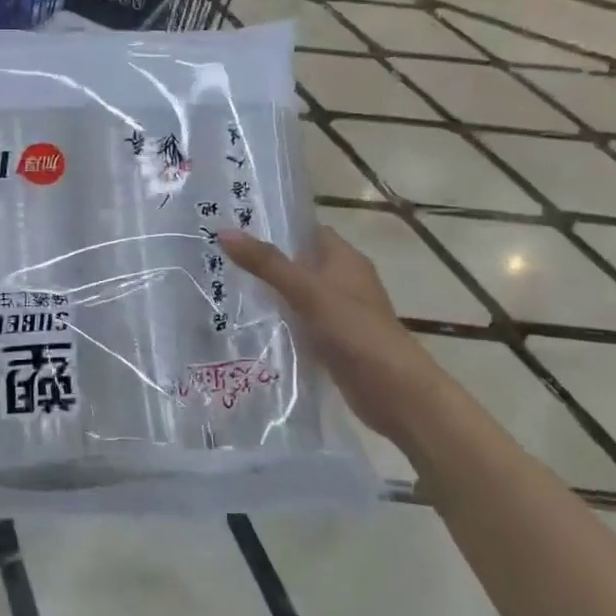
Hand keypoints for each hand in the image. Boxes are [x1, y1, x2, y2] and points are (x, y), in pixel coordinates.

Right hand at [217, 226, 446, 441]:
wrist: (393, 389)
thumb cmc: (353, 328)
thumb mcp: (305, 290)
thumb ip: (266, 263)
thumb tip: (224, 231)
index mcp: (345, 258)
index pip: (308, 231)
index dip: (277, 227)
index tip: (237, 227)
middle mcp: (345, 280)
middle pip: (301, 263)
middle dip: (267, 262)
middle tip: (221, 260)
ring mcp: (342, 313)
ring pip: (300, 295)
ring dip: (273, 295)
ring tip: (227, 290)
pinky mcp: (336, 341)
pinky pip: (303, 324)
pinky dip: (283, 323)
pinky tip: (253, 328)